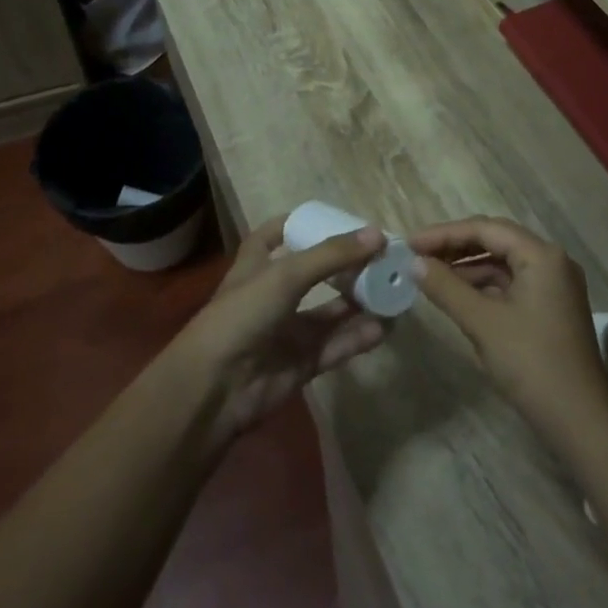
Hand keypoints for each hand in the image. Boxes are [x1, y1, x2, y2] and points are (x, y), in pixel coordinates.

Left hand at [175, 214, 388, 443]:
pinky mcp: (300, 363)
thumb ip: (332, 255)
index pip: (274, 235)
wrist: (214, 389)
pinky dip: (358, 337)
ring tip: (393, 290)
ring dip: (359, 302)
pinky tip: (383, 327)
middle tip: (383, 257)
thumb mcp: (285, 275)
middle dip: (346, 266)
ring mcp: (287, 331)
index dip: (299, 225)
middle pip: (315, 274)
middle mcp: (272, 295)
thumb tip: (378, 234)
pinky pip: (336, 345)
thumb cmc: (241, 315)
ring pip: (330, 312)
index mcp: (256, 266)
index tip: (334, 218)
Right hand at [409, 217, 607, 452]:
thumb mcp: (483, 323)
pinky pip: (511, 285)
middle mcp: (552, 261)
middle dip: (455, 247)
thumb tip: (415, 263)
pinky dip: (484, 288)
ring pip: (503, 265)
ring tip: (430, 277)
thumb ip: (446, 288)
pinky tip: (458, 297)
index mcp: (542, 255)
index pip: (486, 229)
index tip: (410, 243)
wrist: (580, 421)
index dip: (445, 233)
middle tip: (417, 256)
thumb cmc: (531, 363)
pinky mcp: (551, 309)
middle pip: (496, 241)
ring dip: (468, 268)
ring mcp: (554, 286)